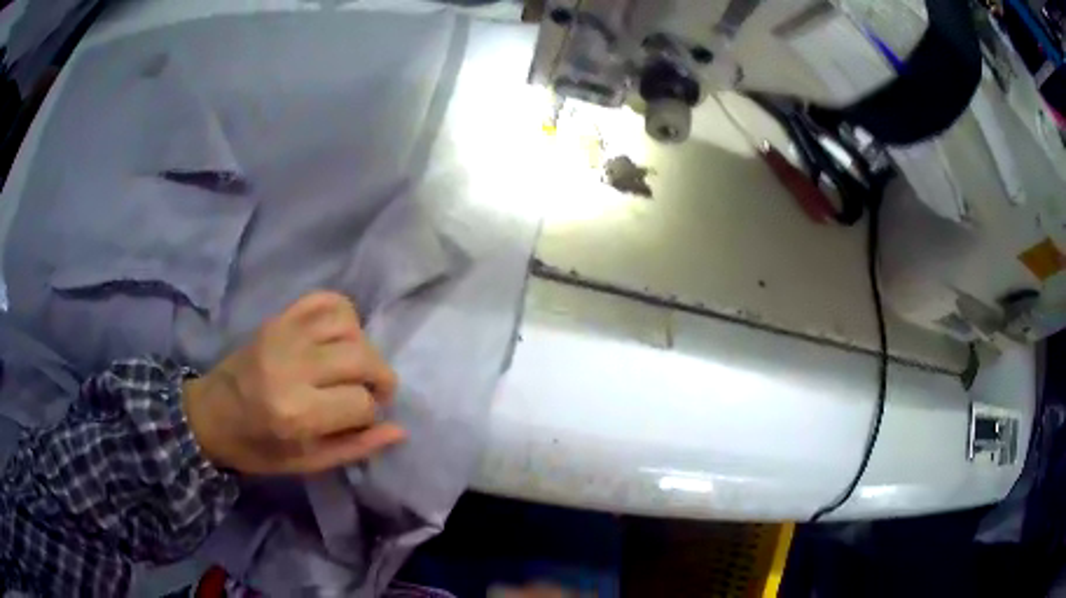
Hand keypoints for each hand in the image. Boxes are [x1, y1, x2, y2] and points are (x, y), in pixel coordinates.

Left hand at [182, 291, 404, 473]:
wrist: (210, 414)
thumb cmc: (257, 447)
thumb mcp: (306, 463)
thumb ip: (354, 448)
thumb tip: (399, 430)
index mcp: (296, 413)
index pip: (361, 403)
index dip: (370, 414)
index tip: (359, 422)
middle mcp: (292, 366)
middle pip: (363, 357)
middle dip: (379, 378)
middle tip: (370, 393)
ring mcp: (284, 335)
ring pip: (350, 325)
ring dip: (362, 347)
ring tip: (352, 366)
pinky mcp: (278, 318)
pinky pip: (326, 300)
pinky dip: (344, 315)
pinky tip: (339, 338)